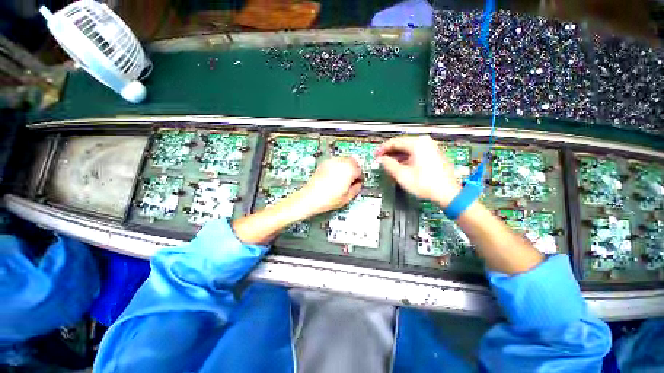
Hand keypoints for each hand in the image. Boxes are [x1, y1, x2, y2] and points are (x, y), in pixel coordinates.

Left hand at [293, 157, 362, 217]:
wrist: (310, 197)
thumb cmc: (328, 199)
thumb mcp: (347, 198)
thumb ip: (356, 189)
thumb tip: (358, 184)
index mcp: (349, 171)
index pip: (359, 170)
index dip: (359, 177)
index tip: (357, 182)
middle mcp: (341, 163)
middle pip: (353, 162)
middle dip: (354, 169)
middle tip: (351, 179)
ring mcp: (332, 162)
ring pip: (344, 160)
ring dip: (346, 167)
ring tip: (342, 178)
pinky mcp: (324, 163)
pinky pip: (335, 162)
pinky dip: (337, 166)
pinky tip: (334, 176)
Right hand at [375, 135, 460, 206]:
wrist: (447, 193)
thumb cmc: (428, 184)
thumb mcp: (402, 175)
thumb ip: (388, 164)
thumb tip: (382, 160)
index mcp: (417, 144)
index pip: (394, 142)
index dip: (382, 149)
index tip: (376, 154)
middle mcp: (425, 143)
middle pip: (401, 144)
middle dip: (389, 153)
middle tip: (380, 159)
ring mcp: (430, 148)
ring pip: (408, 149)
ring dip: (397, 156)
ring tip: (388, 164)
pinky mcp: (433, 154)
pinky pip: (415, 152)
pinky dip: (405, 158)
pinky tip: (400, 165)